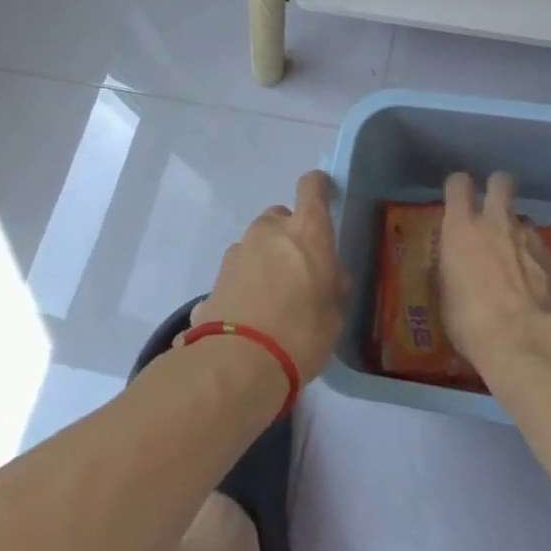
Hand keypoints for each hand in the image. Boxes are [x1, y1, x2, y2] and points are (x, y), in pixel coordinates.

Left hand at [198, 170, 347, 384]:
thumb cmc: (301, 334)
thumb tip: (332, 279)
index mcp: (307, 231)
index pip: (312, 187)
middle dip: (289, 235)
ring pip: (257, 243)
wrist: (237, 364)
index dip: (318, 186)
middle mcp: (270, 231)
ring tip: (273, 298)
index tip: (324, 194)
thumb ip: (333, 289)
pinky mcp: (216, 276)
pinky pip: (239, 271)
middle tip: (299, 268)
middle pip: (281, 217)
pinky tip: (251, 314)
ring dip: (265, 259)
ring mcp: (238, 251)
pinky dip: (246, 283)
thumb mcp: (334, 316)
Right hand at [438, 172, 550, 368]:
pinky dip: (539, 264)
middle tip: (494, 211)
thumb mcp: (447, 299)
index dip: (459, 188)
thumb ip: (452, 273)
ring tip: (517, 268)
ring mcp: (531, 237)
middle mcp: (497, 222)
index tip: (459, 201)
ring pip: (524, 221)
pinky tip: (538, 290)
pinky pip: (543, 251)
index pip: (458, 184)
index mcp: (462, 229)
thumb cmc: (472, 323)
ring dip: (519, 236)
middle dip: (498, 188)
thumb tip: (456, 270)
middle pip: (501, 181)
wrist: (527, 341)